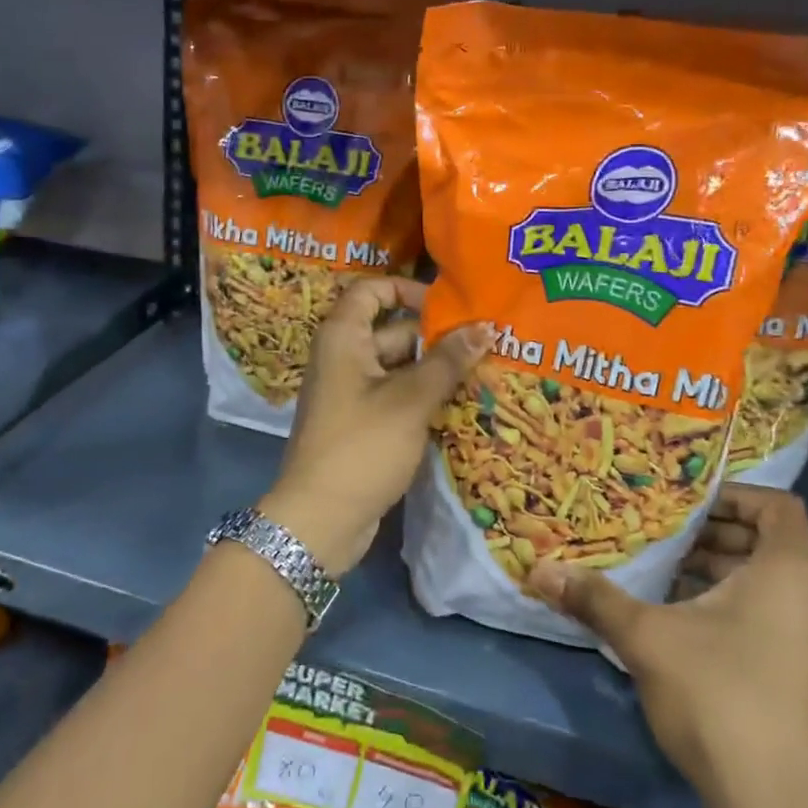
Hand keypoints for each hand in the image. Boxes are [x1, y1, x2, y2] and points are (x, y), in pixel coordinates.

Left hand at [258, 278, 490, 576]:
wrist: (320, 519)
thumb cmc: (362, 446)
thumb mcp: (410, 400)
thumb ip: (448, 361)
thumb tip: (486, 326)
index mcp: (343, 337)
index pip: (371, 290)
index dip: (408, 288)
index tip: (448, 305)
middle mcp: (343, 357)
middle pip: (392, 330)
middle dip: (436, 337)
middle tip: (487, 343)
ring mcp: (351, 392)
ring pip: (399, 367)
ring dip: (435, 370)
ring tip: (486, 372)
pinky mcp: (361, 423)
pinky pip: (395, 396)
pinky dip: (423, 397)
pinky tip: (462, 405)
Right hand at [527, 485, 807, 807]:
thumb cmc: (719, 699)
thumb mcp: (646, 638)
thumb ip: (594, 597)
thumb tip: (538, 570)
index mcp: (792, 573)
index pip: (777, 506)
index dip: (733, 495)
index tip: (685, 505)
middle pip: (772, 544)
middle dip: (716, 537)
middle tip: (665, 539)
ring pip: (776, 585)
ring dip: (726, 574)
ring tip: (670, 580)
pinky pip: (784, 619)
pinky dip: (743, 608)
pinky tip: (693, 629)